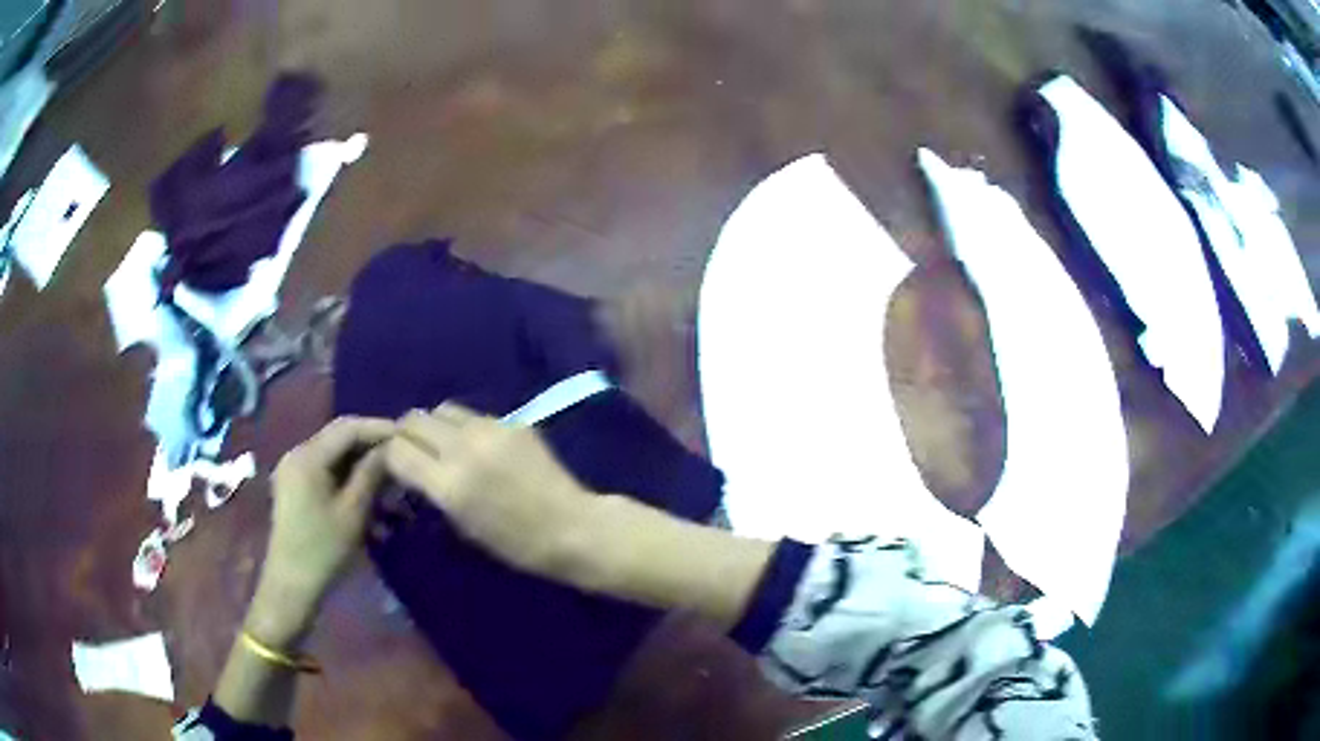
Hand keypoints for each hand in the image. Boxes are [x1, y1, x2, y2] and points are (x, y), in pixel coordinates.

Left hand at [247, 416, 393, 648]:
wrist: (292, 586)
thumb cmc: (323, 550)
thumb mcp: (353, 512)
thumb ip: (371, 474)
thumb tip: (391, 448)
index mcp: (308, 456)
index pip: (348, 428)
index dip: (379, 429)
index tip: (409, 437)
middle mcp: (298, 455)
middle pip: (341, 440)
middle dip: (373, 448)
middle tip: (404, 460)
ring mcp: (295, 471)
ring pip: (336, 458)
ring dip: (364, 468)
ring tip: (393, 486)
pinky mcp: (297, 488)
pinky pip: (328, 474)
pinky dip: (350, 481)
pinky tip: (372, 501)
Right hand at [383, 404, 593, 579]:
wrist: (572, 527)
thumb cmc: (516, 544)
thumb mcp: (463, 525)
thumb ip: (433, 490)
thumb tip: (413, 468)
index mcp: (449, 484)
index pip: (397, 450)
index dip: (390, 457)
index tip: (396, 468)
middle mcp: (464, 448)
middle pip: (413, 419)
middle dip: (406, 435)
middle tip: (414, 452)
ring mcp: (491, 429)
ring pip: (441, 409)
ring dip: (434, 425)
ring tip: (444, 446)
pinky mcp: (513, 421)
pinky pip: (473, 415)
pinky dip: (464, 427)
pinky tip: (478, 447)